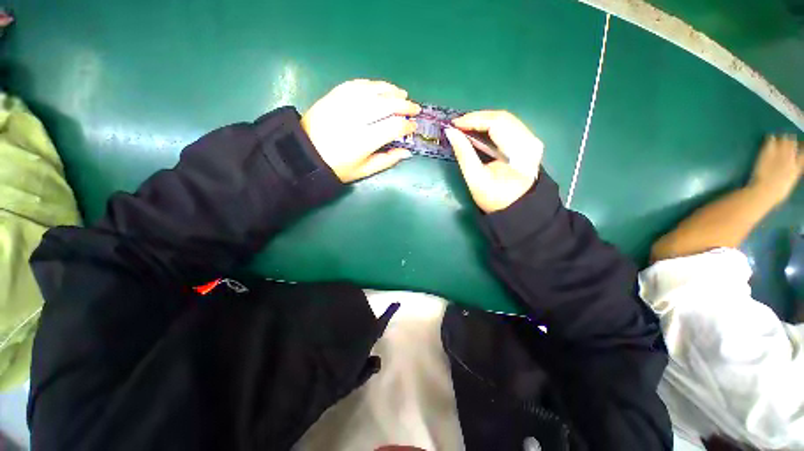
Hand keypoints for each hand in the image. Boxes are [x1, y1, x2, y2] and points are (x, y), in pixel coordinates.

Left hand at [301, 79, 419, 182]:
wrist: (305, 153)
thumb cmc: (337, 167)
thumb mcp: (364, 171)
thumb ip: (387, 161)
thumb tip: (407, 152)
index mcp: (363, 141)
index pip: (393, 127)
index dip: (407, 126)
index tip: (413, 127)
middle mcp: (355, 119)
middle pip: (386, 105)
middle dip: (405, 105)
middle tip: (415, 108)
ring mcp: (343, 104)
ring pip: (373, 90)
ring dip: (391, 90)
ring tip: (402, 94)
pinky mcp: (334, 96)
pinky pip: (357, 84)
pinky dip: (372, 84)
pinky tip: (381, 87)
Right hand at [444, 111, 542, 212]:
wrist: (516, 209)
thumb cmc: (495, 198)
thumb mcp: (475, 179)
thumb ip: (463, 154)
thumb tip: (450, 132)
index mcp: (520, 151)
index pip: (497, 124)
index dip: (473, 120)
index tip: (454, 124)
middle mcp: (530, 141)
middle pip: (502, 118)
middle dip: (477, 118)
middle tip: (457, 125)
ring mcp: (532, 140)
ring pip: (505, 120)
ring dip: (483, 121)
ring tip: (464, 128)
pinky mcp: (528, 143)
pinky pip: (508, 127)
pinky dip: (490, 127)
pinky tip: (478, 132)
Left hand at [749, 135, 803, 204]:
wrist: (764, 191)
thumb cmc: (776, 193)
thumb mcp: (789, 183)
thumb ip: (793, 174)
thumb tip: (795, 169)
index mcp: (796, 168)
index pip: (803, 154)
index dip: (802, 148)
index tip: (802, 146)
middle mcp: (790, 159)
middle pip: (793, 145)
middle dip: (792, 142)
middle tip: (790, 139)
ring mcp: (778, 155)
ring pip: (784, 141)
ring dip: (783, 139)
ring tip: (782, 137)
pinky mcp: (767, 154)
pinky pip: (770, 142)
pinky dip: (770, 139)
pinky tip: (770, 136)